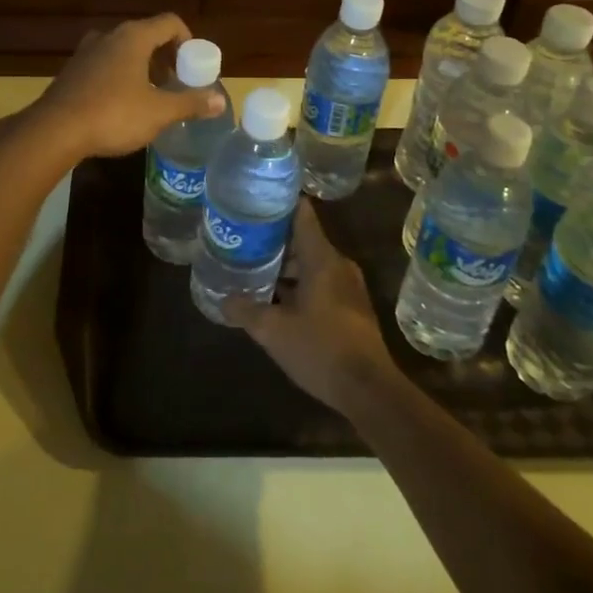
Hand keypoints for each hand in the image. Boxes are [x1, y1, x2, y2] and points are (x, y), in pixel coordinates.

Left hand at [33, 14, 226, 160]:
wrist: (55, 131)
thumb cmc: (113, 114)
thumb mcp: (159, 112)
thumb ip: (190, 103)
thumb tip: (220, 100)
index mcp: (133, 37)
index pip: (170, 22)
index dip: (187, 40)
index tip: (192, 66)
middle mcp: (109, 36)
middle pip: (146, 35)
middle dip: (164, 56)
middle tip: (175, 82)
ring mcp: (86, 52)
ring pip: (122, 50)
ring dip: (141, 67)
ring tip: (150, 95)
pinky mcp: (72, 71)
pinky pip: (104, 65)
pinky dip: (119, 76)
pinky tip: (120, 104)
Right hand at [228, 200, 398, 414]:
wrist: (369, 391)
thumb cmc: (320, 350)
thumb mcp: (273, 331)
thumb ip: (246, 310)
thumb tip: (223, 299)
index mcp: (322, 258)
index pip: (301, 213)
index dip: (278, 203)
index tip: (253, 201)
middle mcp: (338, 264)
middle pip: (303, 239)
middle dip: (273, 240)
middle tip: (242, 240)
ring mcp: (348, 286)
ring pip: (311, 263)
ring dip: (285, 266)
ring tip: (252, 269)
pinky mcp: (351, 307)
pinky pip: (320, 283)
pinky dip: (298, 284)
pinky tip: (276, 300)